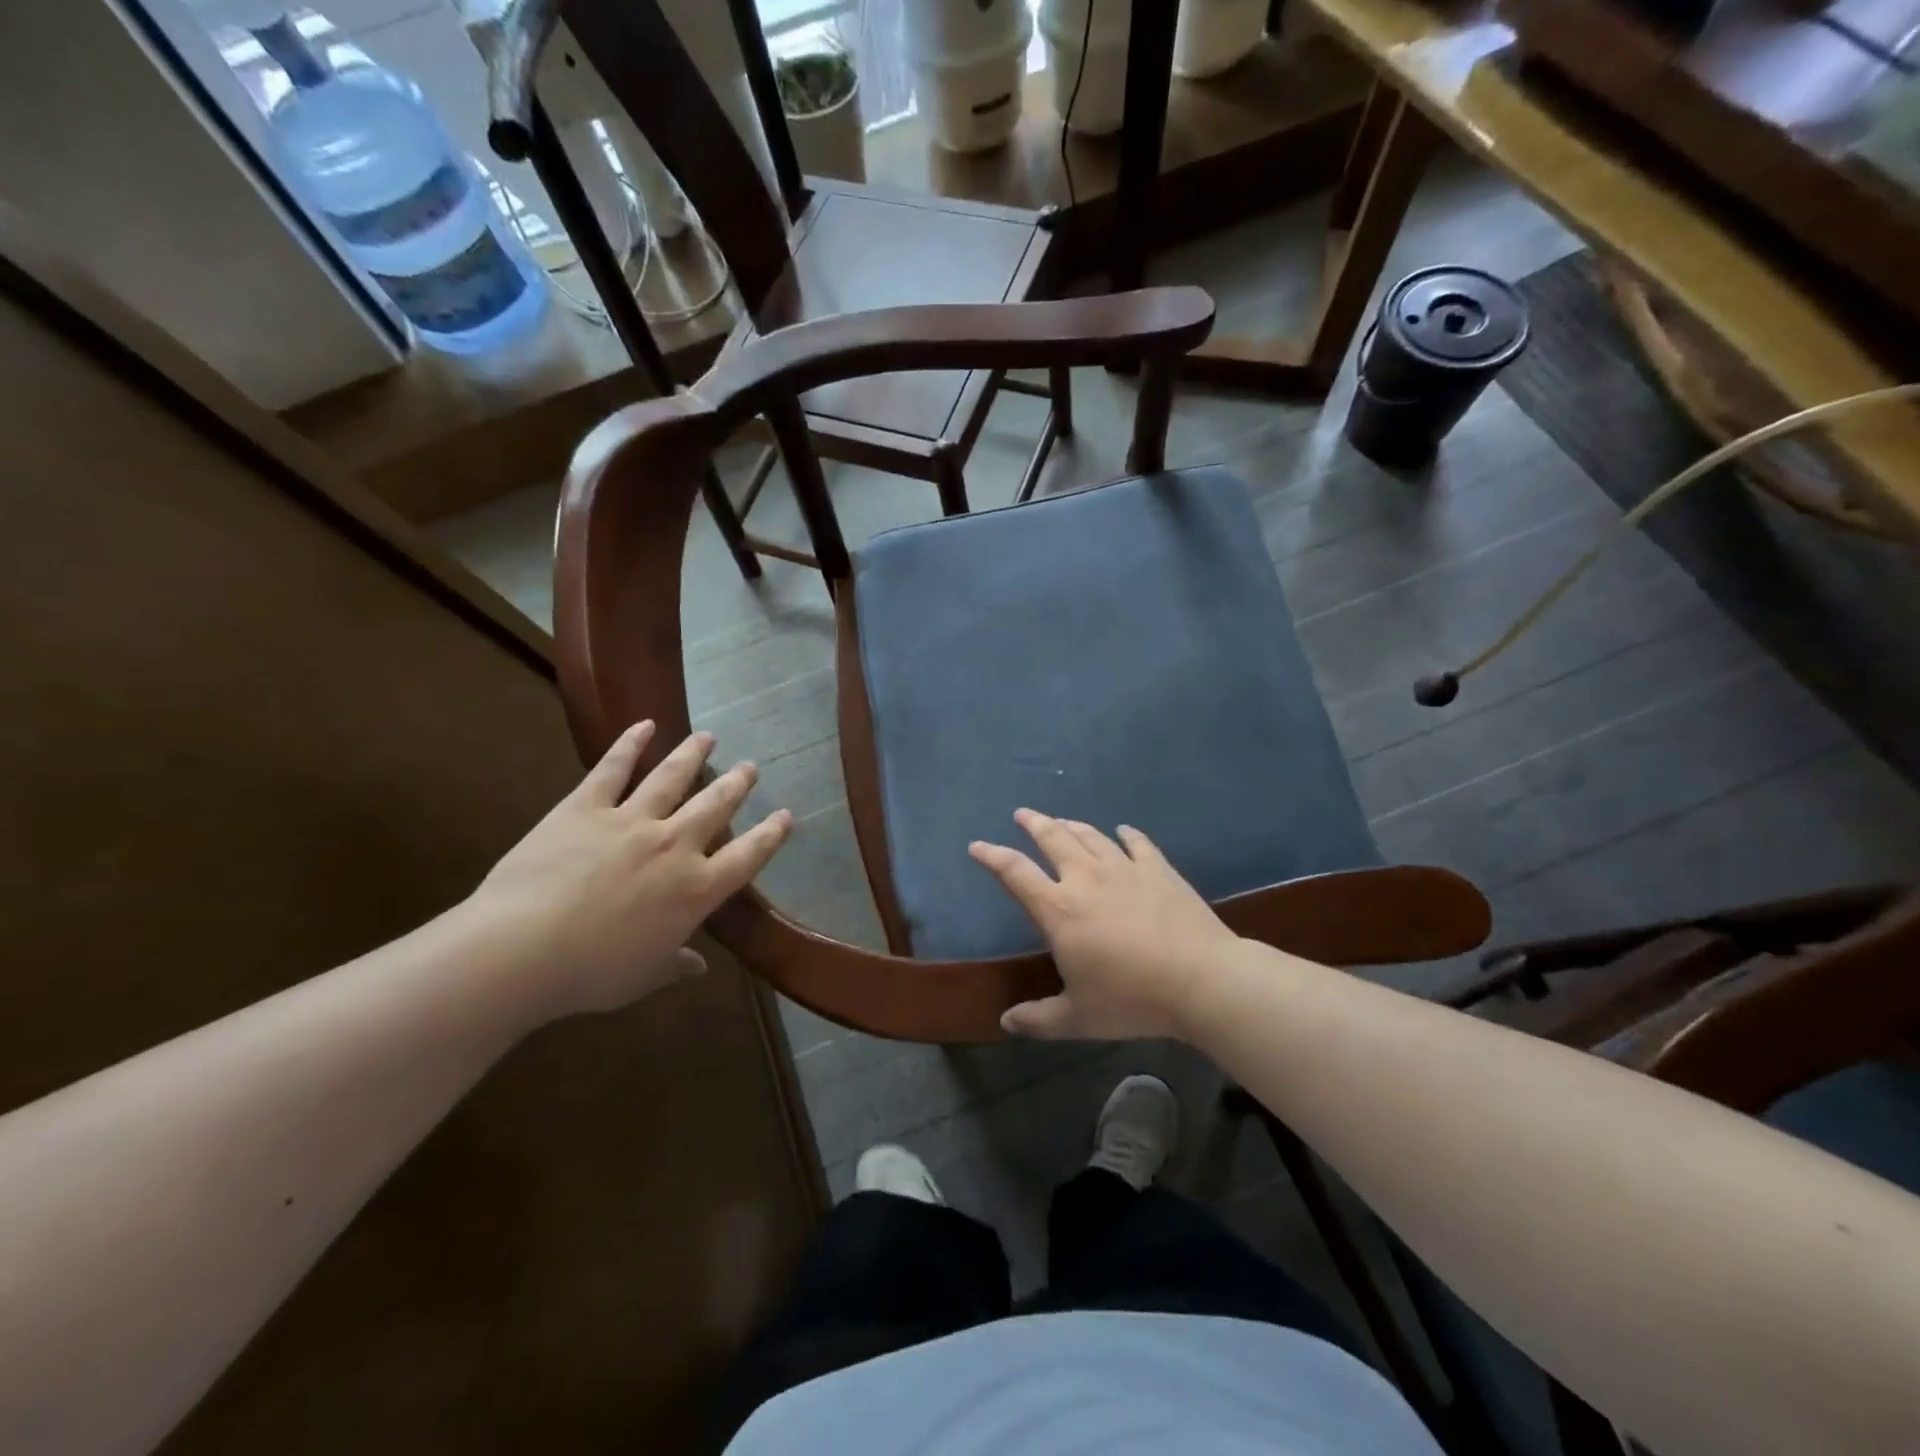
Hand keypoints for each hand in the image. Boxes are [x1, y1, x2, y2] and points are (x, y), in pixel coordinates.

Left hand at [468, 722, 791, 1022]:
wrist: (522, 951)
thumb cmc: (590, 974)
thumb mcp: (643, 977)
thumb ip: (675, 965)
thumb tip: (697, 966)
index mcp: (696, 890)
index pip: (748, 856)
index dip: (771, 835)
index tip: (786, 816)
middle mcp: (674, 846)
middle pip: (715, 805)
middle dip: (736, 784)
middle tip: (750, 767)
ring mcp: (631, 821)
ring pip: (672, 778)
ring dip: (693, 755)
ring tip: (708, 737)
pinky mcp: (585, 808)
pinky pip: (612, 769)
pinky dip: (630, 744)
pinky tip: (644, 725)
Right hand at [969, 810, 1242, 1039]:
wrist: (1200, 979)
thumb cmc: (1132, 999)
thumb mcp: (1079, 1018)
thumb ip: (1039, 1019)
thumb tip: (1006, 1022)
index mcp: (1059, 909)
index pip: (1015, 873)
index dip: (992, 856)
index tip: (977, 846)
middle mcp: (1086, 878)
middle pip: (1053, 838)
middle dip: (1034, 823)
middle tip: (1022, 814)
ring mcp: (1124, 868)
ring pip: (1090, 836)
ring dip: (1071, 825)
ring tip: (1061, 821)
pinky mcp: (1158, 869)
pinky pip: (1137, 843)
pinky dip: (1126, 834)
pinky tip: (1123, 830)